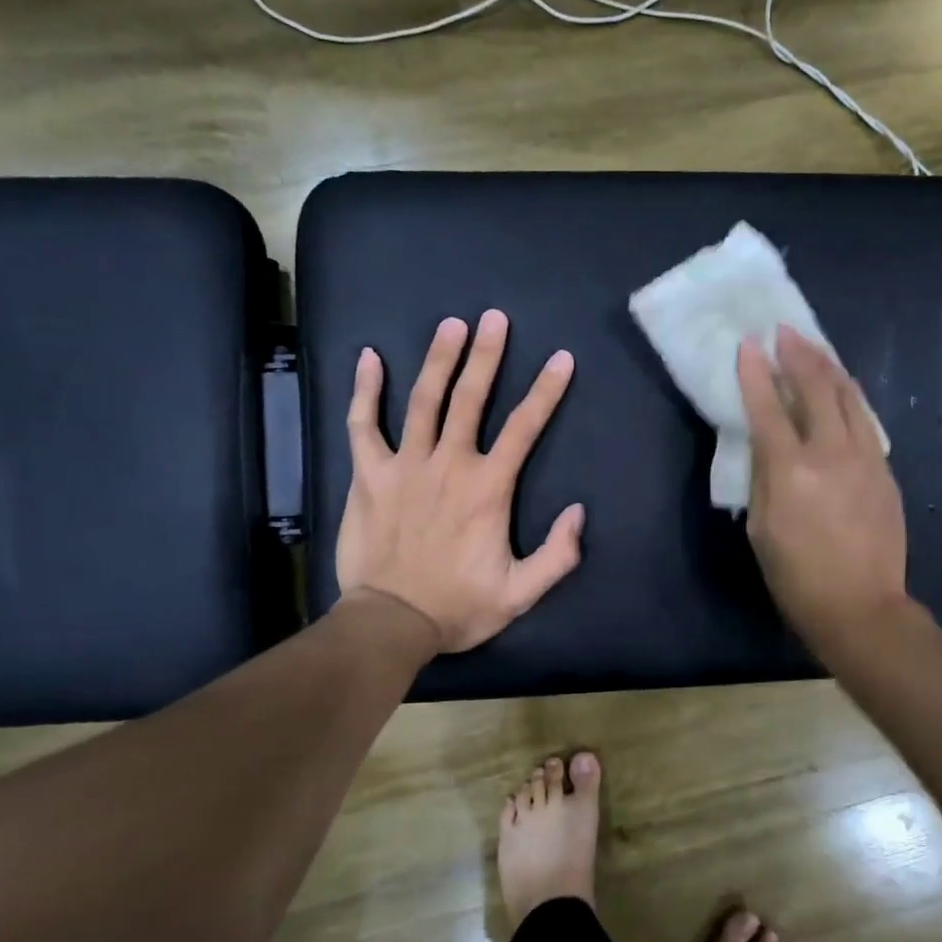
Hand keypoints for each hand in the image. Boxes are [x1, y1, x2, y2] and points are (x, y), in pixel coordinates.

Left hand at [336, 310, 583, 652]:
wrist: (390, 623)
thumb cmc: (458, 607)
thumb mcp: (521, 593)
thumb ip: (558, 554)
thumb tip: (578, 511)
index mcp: (488, 488)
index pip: (525, 427)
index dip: (546, 391)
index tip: (561, 359)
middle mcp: (448, 464)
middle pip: (470, 398)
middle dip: (486, 355)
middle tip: (494, 318)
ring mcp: (403, 466)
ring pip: (423, 401)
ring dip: (438, 359)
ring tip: (451, 325)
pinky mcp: (367, 476)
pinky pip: (363, 425)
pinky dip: (365, 390)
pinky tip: (369, 357)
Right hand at [738, 325, 907, 650]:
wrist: (860, 605)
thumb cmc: (796, 575)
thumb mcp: (761, 528)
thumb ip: (763, 478)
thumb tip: (765, 444)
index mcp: (791, 470)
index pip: (769, 407)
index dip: (755, 373)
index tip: (748, 345)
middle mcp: (831, 453)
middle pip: (816, 388)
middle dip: (798, 355)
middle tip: (785, 332)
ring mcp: (865, 458)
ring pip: (849, 397)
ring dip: (829, 367)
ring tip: (814, 347)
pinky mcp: (884, 470)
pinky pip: (865, 420)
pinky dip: (849, 397)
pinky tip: (842, 389)